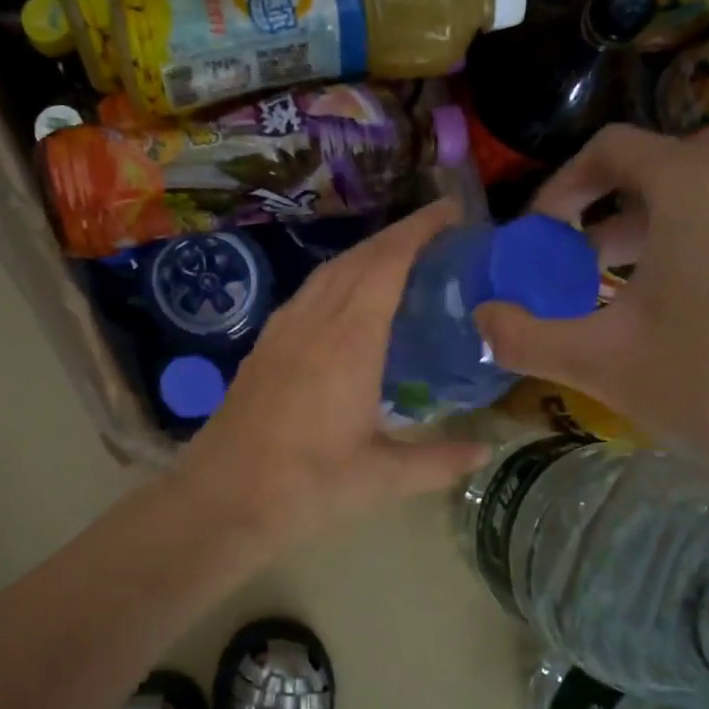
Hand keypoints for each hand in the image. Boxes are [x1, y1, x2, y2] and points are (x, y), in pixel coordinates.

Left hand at [180, 199, 492, 547]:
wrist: (222, 498)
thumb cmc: (306, 486)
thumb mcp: (381, 478)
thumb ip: (438, 460)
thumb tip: (486, 451)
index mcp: (349, 340)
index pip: (388, 262)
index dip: (420, 229)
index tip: (451, 210)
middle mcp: (314, 321)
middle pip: (358, 258)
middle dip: (398, 236)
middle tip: (437, 234)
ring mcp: (282, 331)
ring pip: (327, 273)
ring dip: (365, 256)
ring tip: (398, 261)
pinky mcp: (263, 347)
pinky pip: (306, 295)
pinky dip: (336, 281)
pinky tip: (345, 303)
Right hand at [475, 120, 708, 497]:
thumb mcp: (598, 360)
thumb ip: (523, 335)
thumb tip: (479, 318)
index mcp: (696, 181)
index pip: (611, 148)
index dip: (561, 188)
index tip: (539, 237)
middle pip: (661, 162)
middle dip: (608, 205)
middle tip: (578, 258)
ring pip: (706, 186)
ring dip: (652, 221)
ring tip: (619, 283)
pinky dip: (699, 236)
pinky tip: (682, 303)